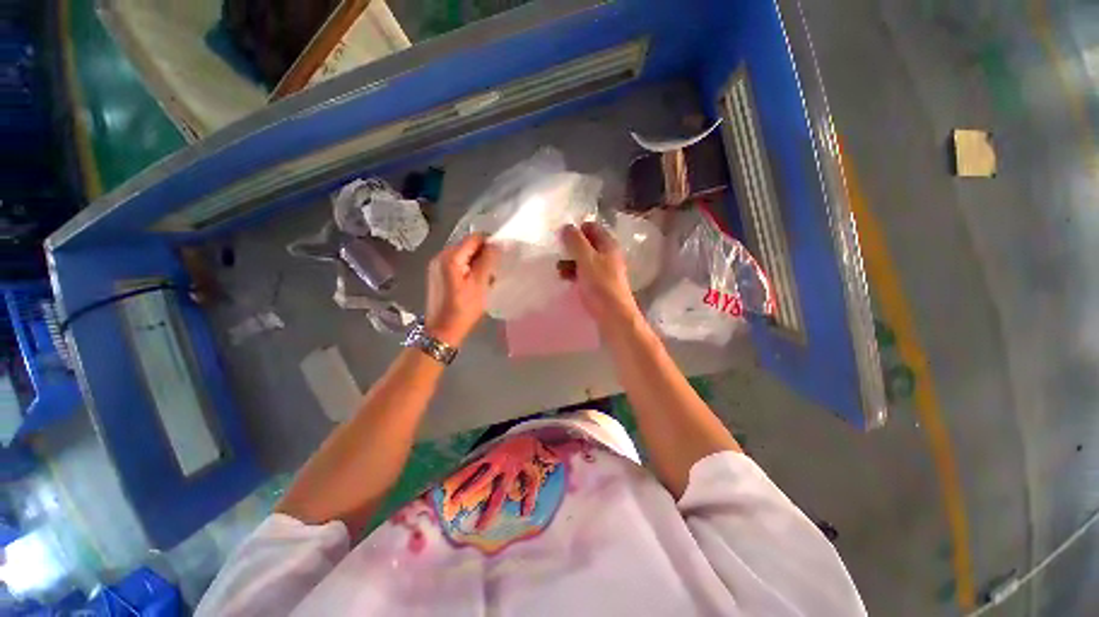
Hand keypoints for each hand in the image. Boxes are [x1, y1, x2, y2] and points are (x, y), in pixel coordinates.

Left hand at [426, 233, 500, 346]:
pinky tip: (475, 282)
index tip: (502, 255)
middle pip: (467, 245)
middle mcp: (440, 256)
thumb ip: (488, 260)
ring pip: (463, 255)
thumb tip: (497, 243)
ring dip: (477, 262)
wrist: (442, 331)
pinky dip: (469, 268)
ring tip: (487, 277)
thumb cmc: (463, 309)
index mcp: (450, 257)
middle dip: (484, 253)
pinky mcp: (438, 274)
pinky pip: (457, 264)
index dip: (490, 243)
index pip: (474, 238)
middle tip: (495, 269)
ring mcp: (437, 265)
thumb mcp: (480, 284)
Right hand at [560, 222, 641, 328]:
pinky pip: (585, 274)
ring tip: (558, 270)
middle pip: (587, 244)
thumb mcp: (586, 259)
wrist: (614, 316)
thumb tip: (566, 226)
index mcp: (608, 245)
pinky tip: (565, 280)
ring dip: (571, 262)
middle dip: (571, 248)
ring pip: (585, 260)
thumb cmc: (601, 285)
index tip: (561, 236)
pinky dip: (574, 274)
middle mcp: (608, 256)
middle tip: (556, 253)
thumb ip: (575, 242)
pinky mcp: (600, 286)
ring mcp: (605, 271)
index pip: (592, 227)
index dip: (577, 229)